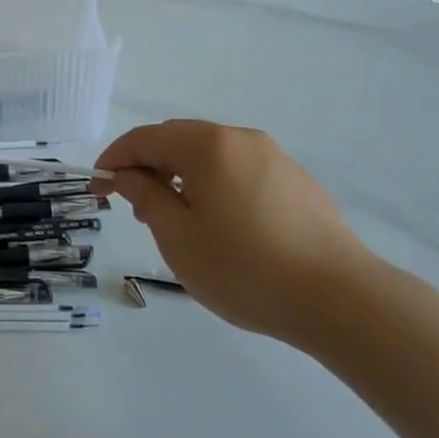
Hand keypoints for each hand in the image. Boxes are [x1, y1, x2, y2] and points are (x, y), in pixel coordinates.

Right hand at [96, 119, 380, 341]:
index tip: (98, 189)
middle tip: (134, 208)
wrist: (340, 298)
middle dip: (148, 167)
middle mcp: (241, 139)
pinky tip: (219, 224)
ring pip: (210, 155)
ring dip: (180, 176)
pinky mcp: (295, 180)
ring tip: (175, 220)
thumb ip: (146, 197)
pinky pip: (239, 170)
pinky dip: (213, 184)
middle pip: (179, 140)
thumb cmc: (246, 269)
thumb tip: (126, 175)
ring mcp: (273, 157)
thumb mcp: (179, 237)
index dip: (115, 159)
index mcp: (208, 145)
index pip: (146, 138)